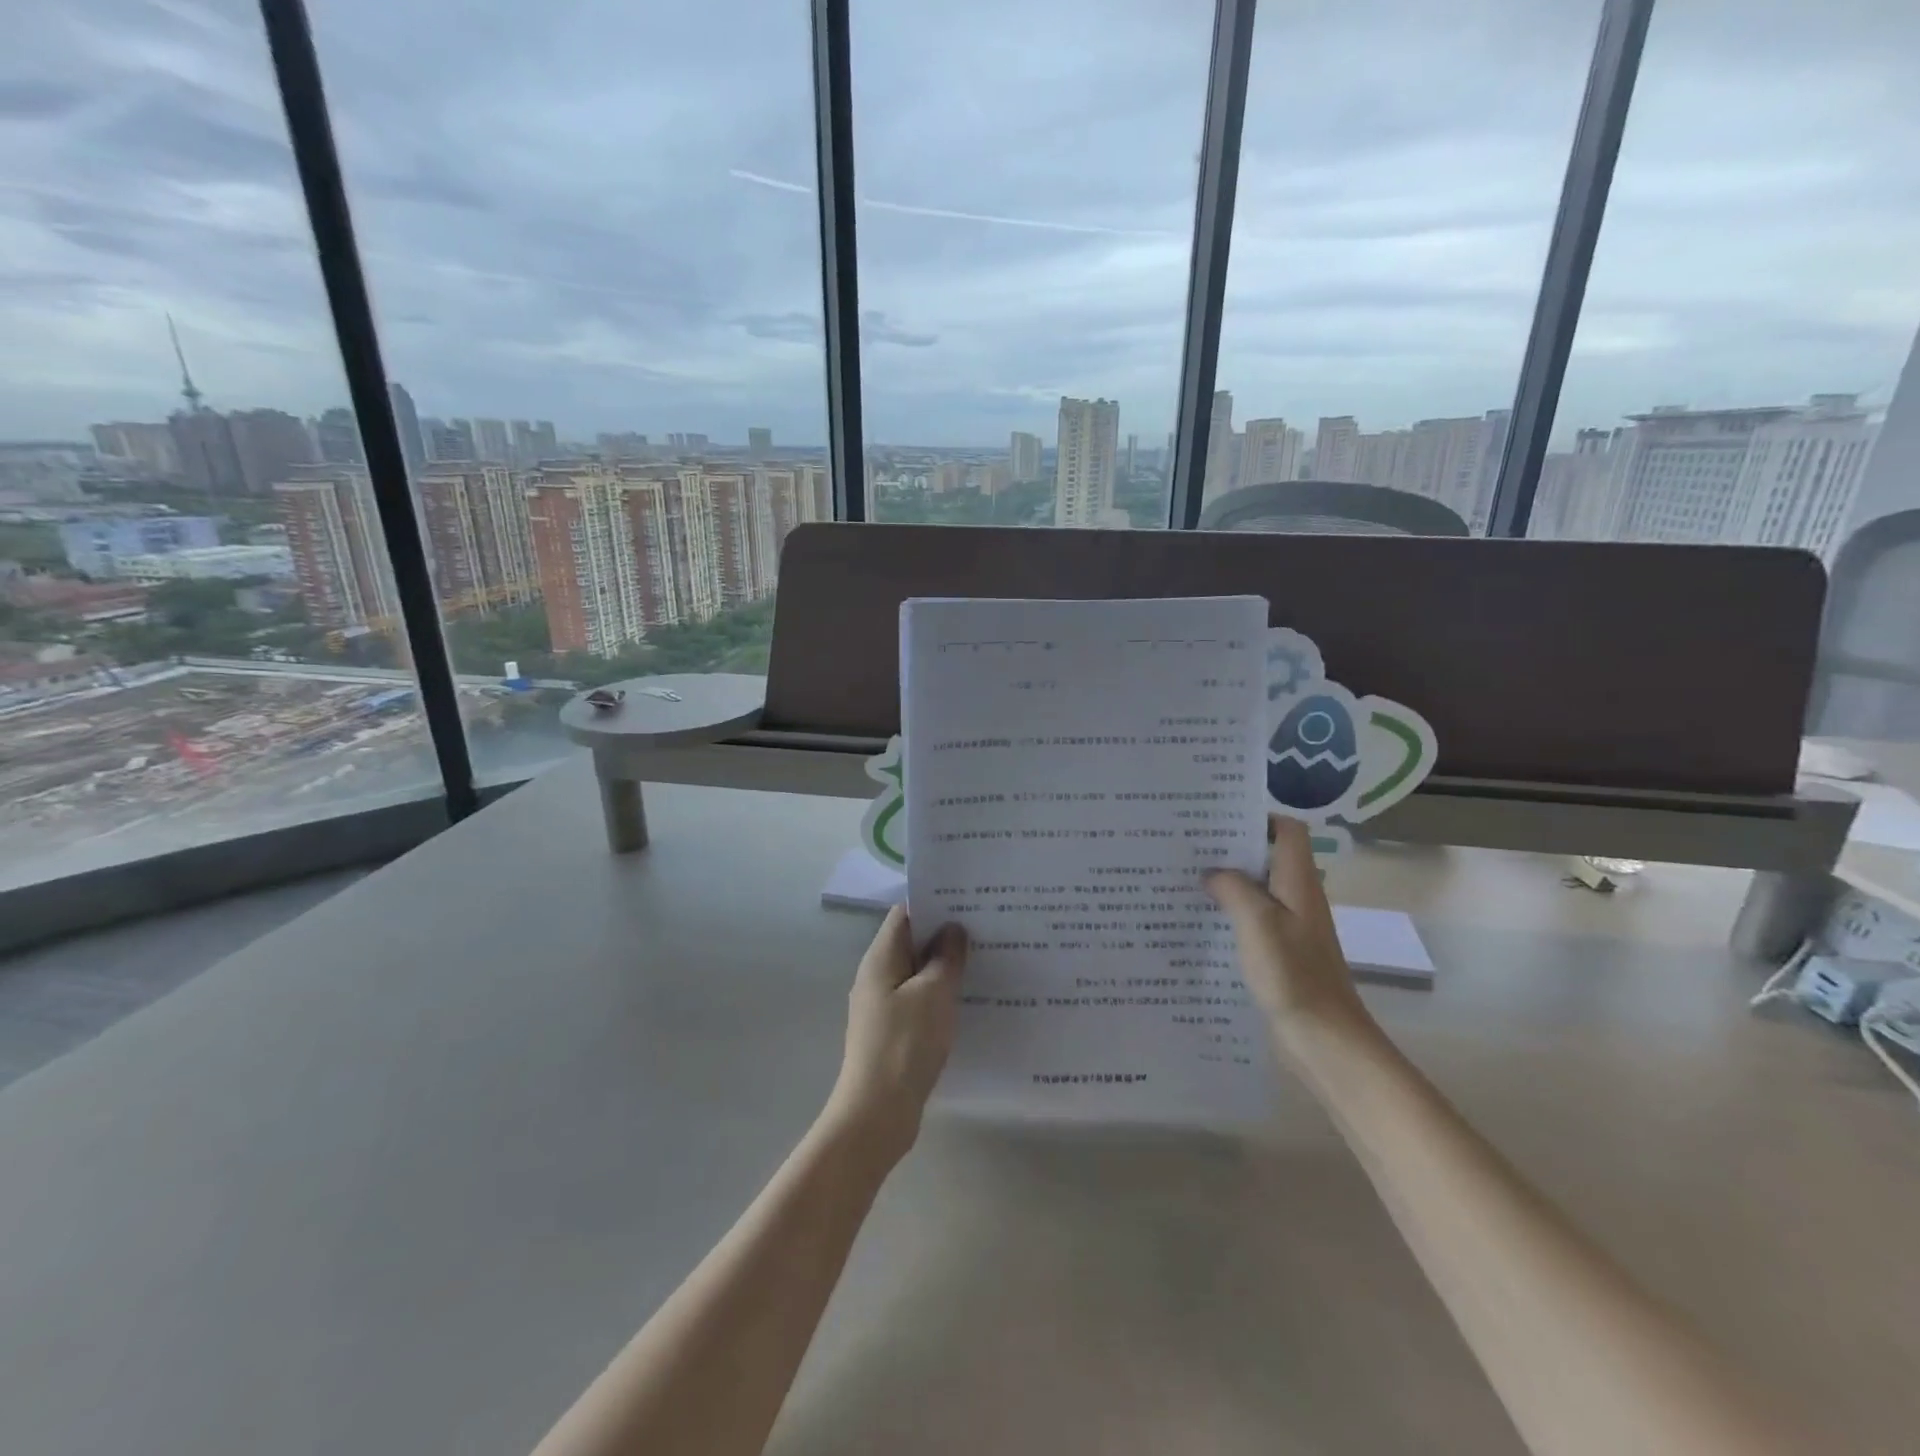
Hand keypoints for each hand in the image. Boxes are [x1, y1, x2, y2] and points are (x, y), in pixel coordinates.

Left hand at [824, 907, 967, 1163]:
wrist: (877, 1115)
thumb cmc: (905, 1045)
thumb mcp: (933, 994)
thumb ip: (945, 958)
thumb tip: (953, 928)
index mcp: (880, 958)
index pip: (905, 914)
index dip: (935, 902)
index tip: (970, 901)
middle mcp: (877, 976)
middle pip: (912, 942)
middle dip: (946, 934)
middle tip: (987, 928)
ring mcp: (883, 1005)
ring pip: (918, 973)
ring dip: (946, 967)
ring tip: (986, 959)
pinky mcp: (894, 1031)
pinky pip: (920, 1000)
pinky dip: (941, 994)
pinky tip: (969, 1000)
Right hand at [1204, 815, 1377, 1055]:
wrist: (1325, 1041)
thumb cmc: (1294, 975)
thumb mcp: (1258, 923)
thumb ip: (1233, 888)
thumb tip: (1212, 872)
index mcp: (1299, 883)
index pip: (1288, 831)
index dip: (1258, 818)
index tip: (1217, 820)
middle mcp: (1297, 899)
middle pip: (1268, 858)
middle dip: (1231, 850)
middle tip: (1188, 847)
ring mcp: (1290, 929)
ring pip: (1256, 891)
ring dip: (1226, 884)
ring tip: (1184, 880)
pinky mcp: (1280, 955)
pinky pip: (1252, 923)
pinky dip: (1228, 916)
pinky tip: (1199, 924)